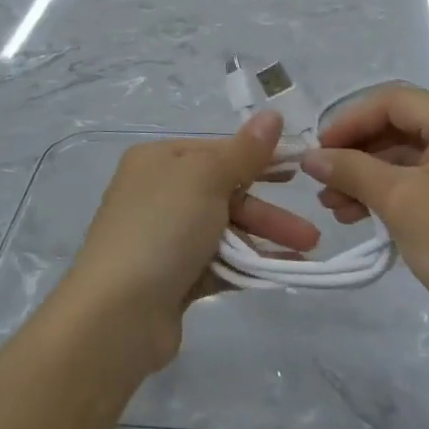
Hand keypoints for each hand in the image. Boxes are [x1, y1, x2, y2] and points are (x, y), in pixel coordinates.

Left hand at [61, 111, 319, 369]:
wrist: (117, 314)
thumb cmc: (163, 229)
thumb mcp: (206, 178)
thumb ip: (244, 151)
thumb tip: (272, 113)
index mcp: (159, 160)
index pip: (218, 151)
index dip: (260, 159)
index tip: (300, 168)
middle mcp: (158, 193)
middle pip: (225, 193)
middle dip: (269, 210)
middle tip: (310, 228)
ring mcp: (164, 238)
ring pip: (226, 230)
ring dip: (266, 237)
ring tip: (307, 252)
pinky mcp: (172, 277)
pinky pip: (219, 262)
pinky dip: (249, 264)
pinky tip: (284, 269)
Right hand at [302, 86, 428, 351]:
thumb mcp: (399, 201)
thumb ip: (351, 170)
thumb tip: (311, 157)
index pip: (392, 102)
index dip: (348, 123)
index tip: (316, 152)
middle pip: (401, 126)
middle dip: (358, 155)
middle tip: (323, 185)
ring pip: (411, 154)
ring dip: (372, 176)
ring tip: (337, 208)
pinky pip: (428, 176)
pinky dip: (396, 191)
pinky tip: (366, 214)